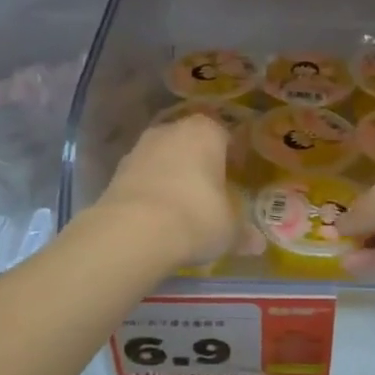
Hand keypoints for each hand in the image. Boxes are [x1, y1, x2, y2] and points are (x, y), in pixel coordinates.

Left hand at [94, 114, 239, 269]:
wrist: (134, 231)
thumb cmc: (196, 217)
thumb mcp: (229, 230)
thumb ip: (243, 233)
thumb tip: (258, 245)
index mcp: (206, 131)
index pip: (225, 136)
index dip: (232, 157)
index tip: (236, 179)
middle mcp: (172, 130)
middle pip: (192, 143)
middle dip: (200, 164)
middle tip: (211, 193)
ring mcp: (140, 147)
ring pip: (165, 158)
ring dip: (172, 176)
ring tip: (182, 208)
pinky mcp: (116, 170)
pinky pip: (143, 177)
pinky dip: (151, 191)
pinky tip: (157, 217)